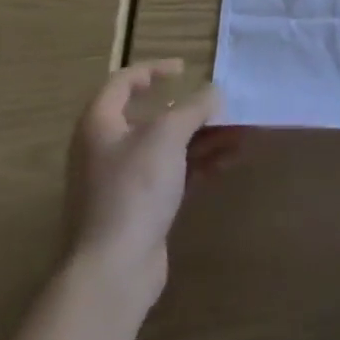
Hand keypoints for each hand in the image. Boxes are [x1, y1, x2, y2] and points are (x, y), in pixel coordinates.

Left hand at [64, 60, 235, 305]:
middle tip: (222, 106)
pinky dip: (199, 164)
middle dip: (192, 110)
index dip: (153, 70)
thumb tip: (214, 92)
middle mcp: (106, 149)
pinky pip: (173, 174)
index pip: (123, 82)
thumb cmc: (133, 189)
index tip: (184, 69)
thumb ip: (194, 108)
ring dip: (203, 138)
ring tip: (239, 134)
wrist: (113, 269)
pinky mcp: (140, 208)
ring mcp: (123, 181)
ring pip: (167, 147)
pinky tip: (228, 162)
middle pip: (151, 117)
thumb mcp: (167, 136)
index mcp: (100, 124)